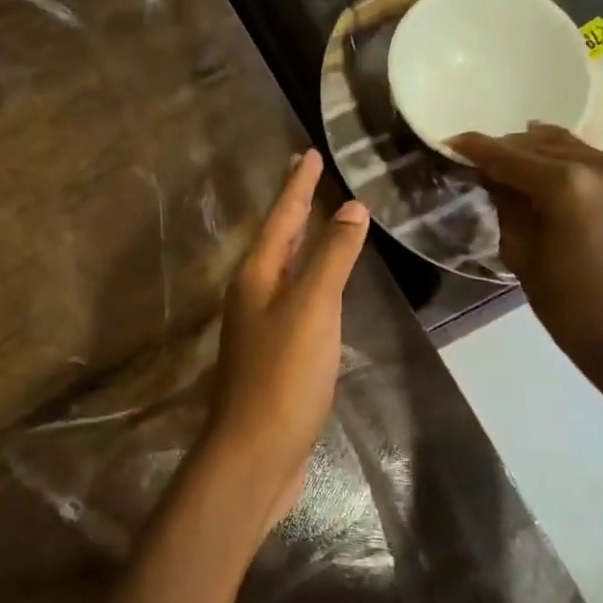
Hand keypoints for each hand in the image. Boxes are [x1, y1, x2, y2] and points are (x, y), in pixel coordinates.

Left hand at [196, 150, 368, 532]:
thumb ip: (331, 257)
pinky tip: (323, 288)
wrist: (255, 451)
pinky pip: (295, 301)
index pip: (281, 217)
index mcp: (256, 276)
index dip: (297, 185)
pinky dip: (311, 282)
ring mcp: (261, 325)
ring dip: (302, 243)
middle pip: (277, 240)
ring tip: (320, 222)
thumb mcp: (312, 308)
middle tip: (309, 175)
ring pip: (284, 270)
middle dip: (295, 207)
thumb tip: (350, 207)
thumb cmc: (284, 375)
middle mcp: (252, 294)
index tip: (307, 152)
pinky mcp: (275, 354)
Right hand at [450, 125, 602, 429]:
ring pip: (577, 148)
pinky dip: (576, 167)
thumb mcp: (521, 255)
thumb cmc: (569, 307)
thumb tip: (492, 177)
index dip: (477, 148)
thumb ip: (507, 206)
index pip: (510, 156)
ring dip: (544, 154)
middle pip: (544, 144)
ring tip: (518, 165)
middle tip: (482, 159)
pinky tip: (560, 181)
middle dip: (510, 149)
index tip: (452, 142)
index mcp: (568, 185)